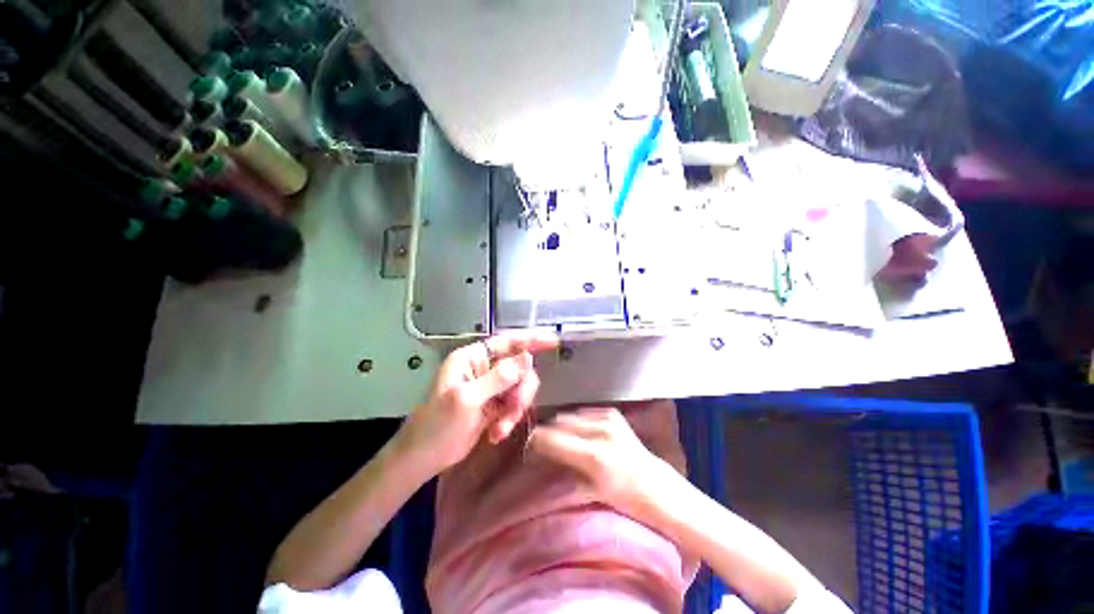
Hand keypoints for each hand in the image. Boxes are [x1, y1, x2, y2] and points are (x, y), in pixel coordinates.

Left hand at [398, 333, 558, 473]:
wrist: (423, 459)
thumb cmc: (437, 424)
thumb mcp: (467, 399)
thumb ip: (499, 378)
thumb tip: (527, 357)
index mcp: (473, 358)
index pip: (507, 342)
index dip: (530, 340)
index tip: (553, 341)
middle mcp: (484, 369)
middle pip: (520, 368)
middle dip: (520, 389)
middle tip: (513, 407)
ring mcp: (490, 388)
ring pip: (520, 388)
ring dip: (515, 409)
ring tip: (500, 428)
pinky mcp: (494, 406)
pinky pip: (514, 406)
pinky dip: (509, 419)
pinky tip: (496, 434)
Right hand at [528, 407, 670, 516]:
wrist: (656, 486)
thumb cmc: (623, 498)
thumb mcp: (589, 491)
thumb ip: (562, 469)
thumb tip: (537, 454)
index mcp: (593, 456)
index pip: (550, 439)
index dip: (534, 442)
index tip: (527, 449)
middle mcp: (600, 431)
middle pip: (558, 423)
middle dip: (546, 434)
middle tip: (541, 447)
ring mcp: (608, 418)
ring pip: (569, 415)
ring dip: (560, 427)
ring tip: (560, 441)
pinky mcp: (613, 413)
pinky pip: (583, 412)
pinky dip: (576, 422)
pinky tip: (579, 434)